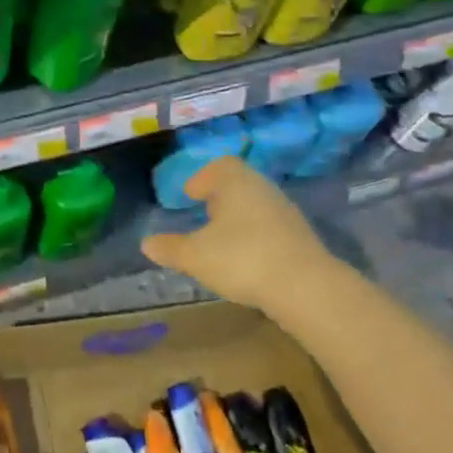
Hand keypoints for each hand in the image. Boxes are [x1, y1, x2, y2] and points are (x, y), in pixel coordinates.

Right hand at [139, 156, 329, 311]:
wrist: (305, 287)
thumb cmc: (242, 259)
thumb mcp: (195, 256)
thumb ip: (169, 248)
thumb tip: (147, 243)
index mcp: (236, 183)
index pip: (220, 166)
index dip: (202, 177)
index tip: (190, 194)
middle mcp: (263, 190)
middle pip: (239, 184)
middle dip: (220, 197)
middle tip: (202, 213)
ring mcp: (285, 213)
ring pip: (256, 205)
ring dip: (238, 217)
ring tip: (221, 239)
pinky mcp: (299, 238)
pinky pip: (270, 226)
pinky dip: (254, 235)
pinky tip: (245, 258)